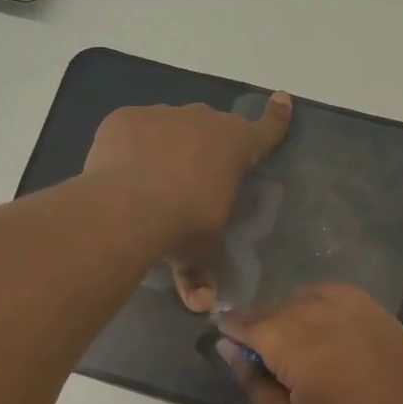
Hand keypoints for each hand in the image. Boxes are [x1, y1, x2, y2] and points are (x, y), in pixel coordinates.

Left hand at [84, 93, 291, 310]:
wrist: (128, 207)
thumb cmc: (184, 225)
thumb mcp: (199, 251)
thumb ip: (201, 274)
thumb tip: (201, 305)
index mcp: (236, 147)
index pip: (266, 131)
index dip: (277, 117)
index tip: (282, 98)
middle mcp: (204, 121)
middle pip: (211, 128)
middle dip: (205, 146)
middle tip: (190, 179)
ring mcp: (162, 115)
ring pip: (170, 126)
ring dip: (166, 146)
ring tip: (148, 180)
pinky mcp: (126, 118)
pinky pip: (133, 130)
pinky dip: (131, 146)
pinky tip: (120, 172)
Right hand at [218, 284, 402, 403]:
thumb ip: (260, 390)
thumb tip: (234, 349)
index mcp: (312, 357)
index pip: (262, 325)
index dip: (236, 325)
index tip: (220, 331)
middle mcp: (344, 328)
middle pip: (291, 305)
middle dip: (264, 318)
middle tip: (250, 344)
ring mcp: (378, 326)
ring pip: (324, 295)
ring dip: (297, 307)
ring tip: (288, 335)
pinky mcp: (400, 334)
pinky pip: (356, 303)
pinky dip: (331, 306)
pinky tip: (327, 333)